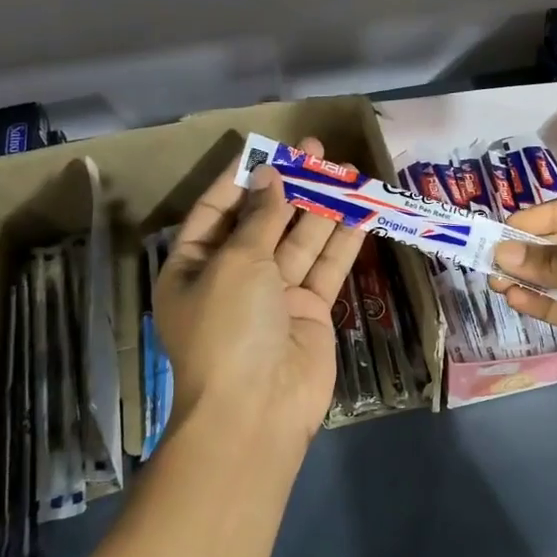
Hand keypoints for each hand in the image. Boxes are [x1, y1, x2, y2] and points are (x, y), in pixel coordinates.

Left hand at [154, 138, 363, 443]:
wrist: (257, 409)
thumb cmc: (229, 327)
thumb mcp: (235, 262)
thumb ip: (259, 218)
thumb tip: (270, 177)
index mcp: (194, 266)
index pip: (216, 211)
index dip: (241, 178)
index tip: (266, 148)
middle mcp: (232, 277)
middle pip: (264, 221)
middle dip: (289, 185)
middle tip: (316, 150)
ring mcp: (274, 295)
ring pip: (300, 240)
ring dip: (321, 206)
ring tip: (344, 170)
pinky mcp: (309, 310)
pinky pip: (326, 266)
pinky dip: (343, 240)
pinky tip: (362, 210)